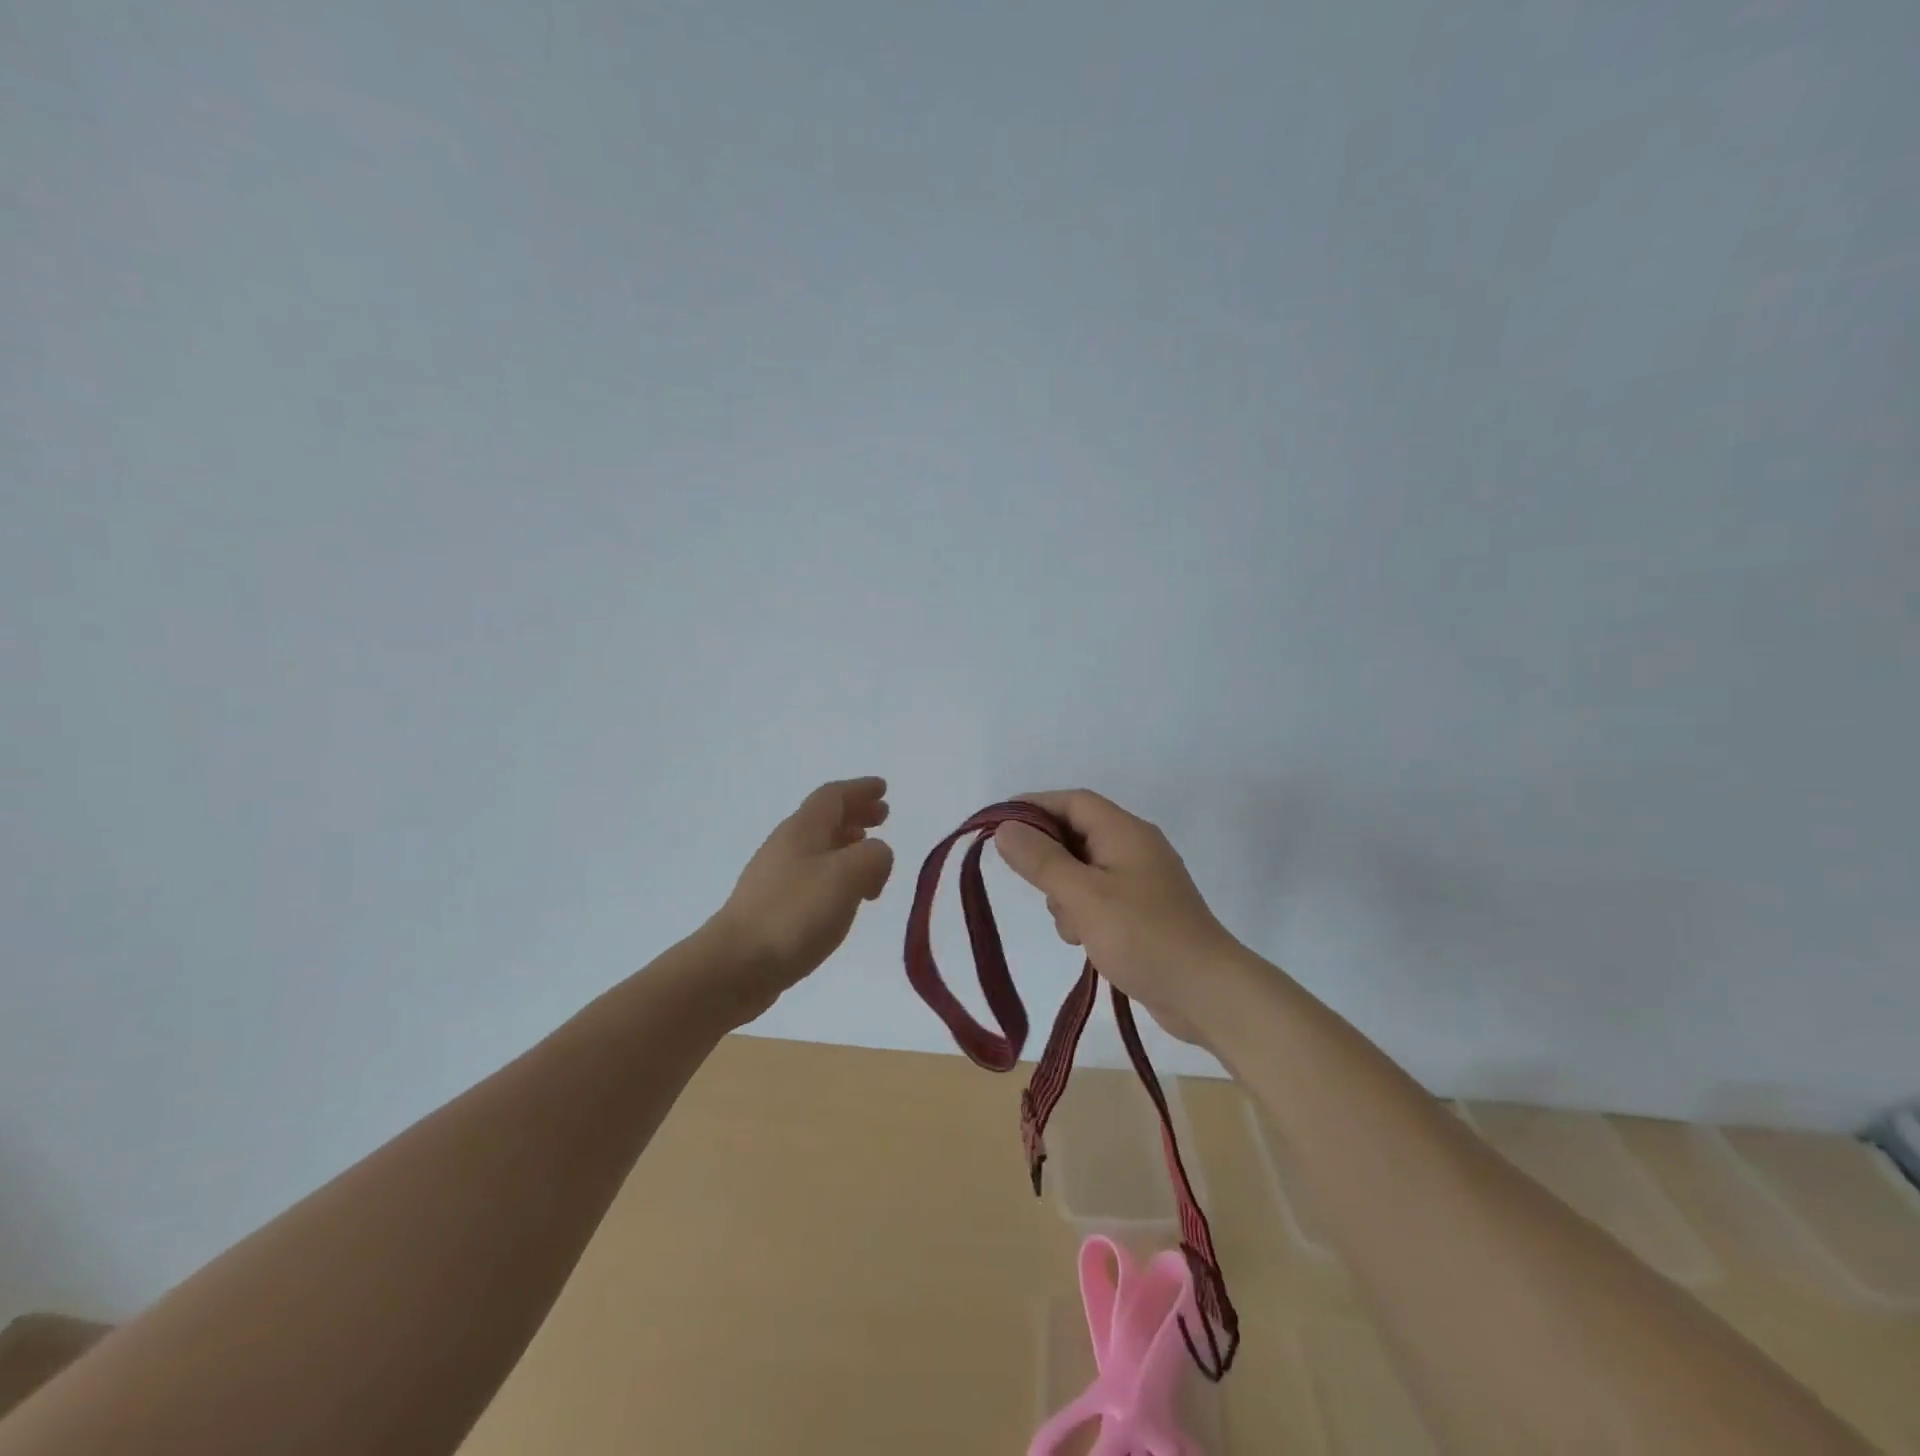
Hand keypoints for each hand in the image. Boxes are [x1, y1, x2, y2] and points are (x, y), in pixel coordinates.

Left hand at [706, 777, 894, 1020]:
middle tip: (882, 818)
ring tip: (869, 857)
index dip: (860, 789)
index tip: (882, 788)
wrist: (735, 966)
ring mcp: (776, 876)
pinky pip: (812, 875)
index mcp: (803, 829)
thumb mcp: (848, 876)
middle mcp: (787, 845)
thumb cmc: (794, 914)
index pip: (834, 796)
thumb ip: (874, 856)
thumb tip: (876, 856)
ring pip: (819, 847)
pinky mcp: (773, 906)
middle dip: (856, 814)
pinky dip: (835, 873)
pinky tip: (845, 896)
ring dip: (847, 844)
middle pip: (825, 818)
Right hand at [992, 789, 1248, 1046]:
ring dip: (1064, 894)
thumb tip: (1004, 827)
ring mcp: (1140, 881)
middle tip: (1037, 889)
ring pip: (1082, 871)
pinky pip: (1098, 898)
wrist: (1207, 993)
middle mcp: (1134, 847)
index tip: (998, 826)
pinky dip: (1083, 913)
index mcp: (1124, 831)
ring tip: (1073, 927)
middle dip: (1049, 861)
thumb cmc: (1143, 935)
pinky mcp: (1143, 912)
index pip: (1072, 801)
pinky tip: (1085, 942)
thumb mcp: (1083, 895)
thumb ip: (1041, 860)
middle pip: (1076, 835)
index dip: (1033, 807)